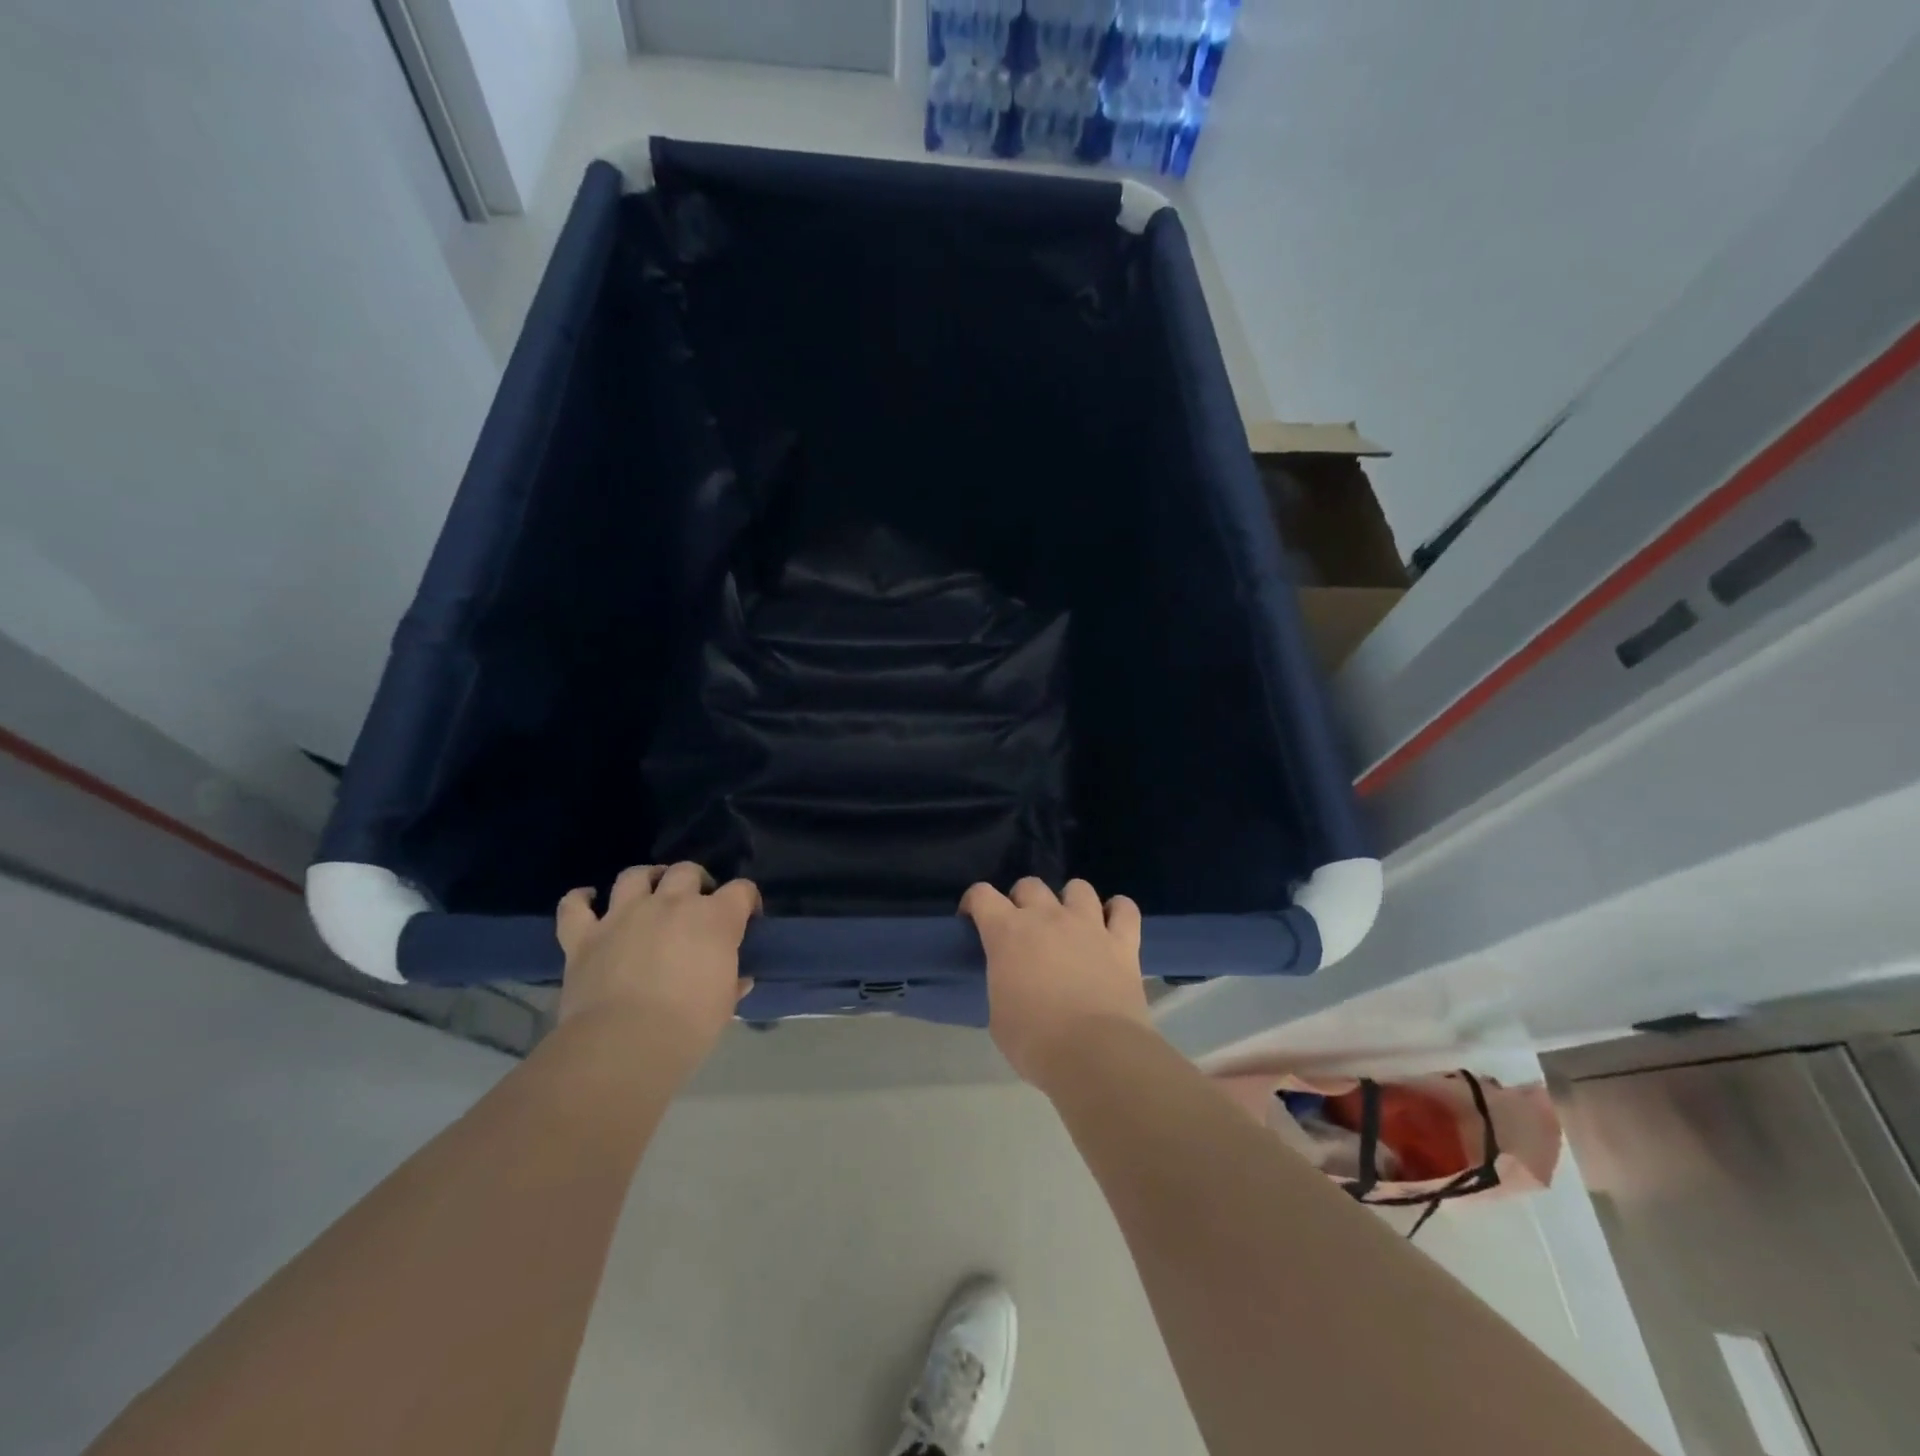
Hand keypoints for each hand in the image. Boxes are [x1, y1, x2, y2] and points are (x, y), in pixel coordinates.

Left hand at [555, 863, 757, 1067]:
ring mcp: (624, 915)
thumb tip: (740, 980)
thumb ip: (732, 984)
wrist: (625, 1045)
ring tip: (649, 892)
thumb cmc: (688, 1026)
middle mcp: (671, 904)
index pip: (741, 890)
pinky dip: (580, 899)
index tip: (747, 918)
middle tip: (696, 904)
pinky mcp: (584, 935)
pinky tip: (587, 899)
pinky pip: (574, 906)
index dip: (747, 900)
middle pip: (687, 871)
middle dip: (696, 882)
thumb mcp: (724, 1006)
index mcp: (715, 919)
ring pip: (634, 876)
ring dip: (645, 879)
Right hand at [960, 877, 1148, 1089]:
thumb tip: (1012, 979)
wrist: (1095, 1054)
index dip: (974, 902)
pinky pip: (1125, 909)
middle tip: (1023, 929)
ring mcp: (1088, 925)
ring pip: (1078, 888)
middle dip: (1022, 901)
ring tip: (1069, 924)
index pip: (982, 895)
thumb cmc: (1035, 1041)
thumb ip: (1003, 983)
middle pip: (1030, 885)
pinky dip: (1117, 912)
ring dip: (1069, 901)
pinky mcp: (1123, 942)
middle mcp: (1048, 917)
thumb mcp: (999, 1015)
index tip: (973, 920)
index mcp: (1008, 933)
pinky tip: (1111, 925)